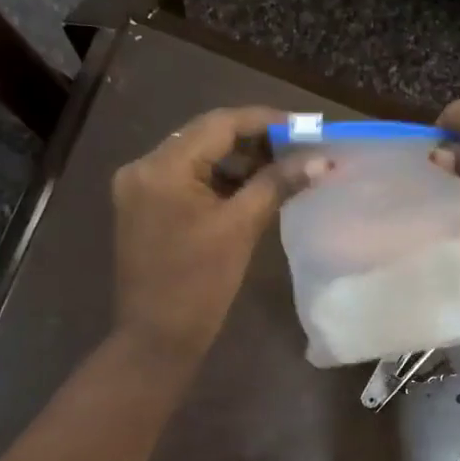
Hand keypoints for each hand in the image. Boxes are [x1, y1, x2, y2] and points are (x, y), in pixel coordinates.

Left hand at [110, 106, 326, 360]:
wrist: (157, 339)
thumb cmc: (199, 286)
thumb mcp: (240, 229)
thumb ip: (278, 184)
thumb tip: (321, 159)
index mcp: (161, 167)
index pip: (218, 124)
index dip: (264, 121)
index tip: (303, 126)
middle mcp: (142, 168)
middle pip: (204, 138)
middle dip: (252, 141)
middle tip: (296, 149)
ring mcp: (138, 189)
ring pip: (195, 159)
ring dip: (236, 162)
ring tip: (280, 170)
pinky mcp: (143, 209)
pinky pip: (185, 182)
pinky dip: (217, 183)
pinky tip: (249, 191)